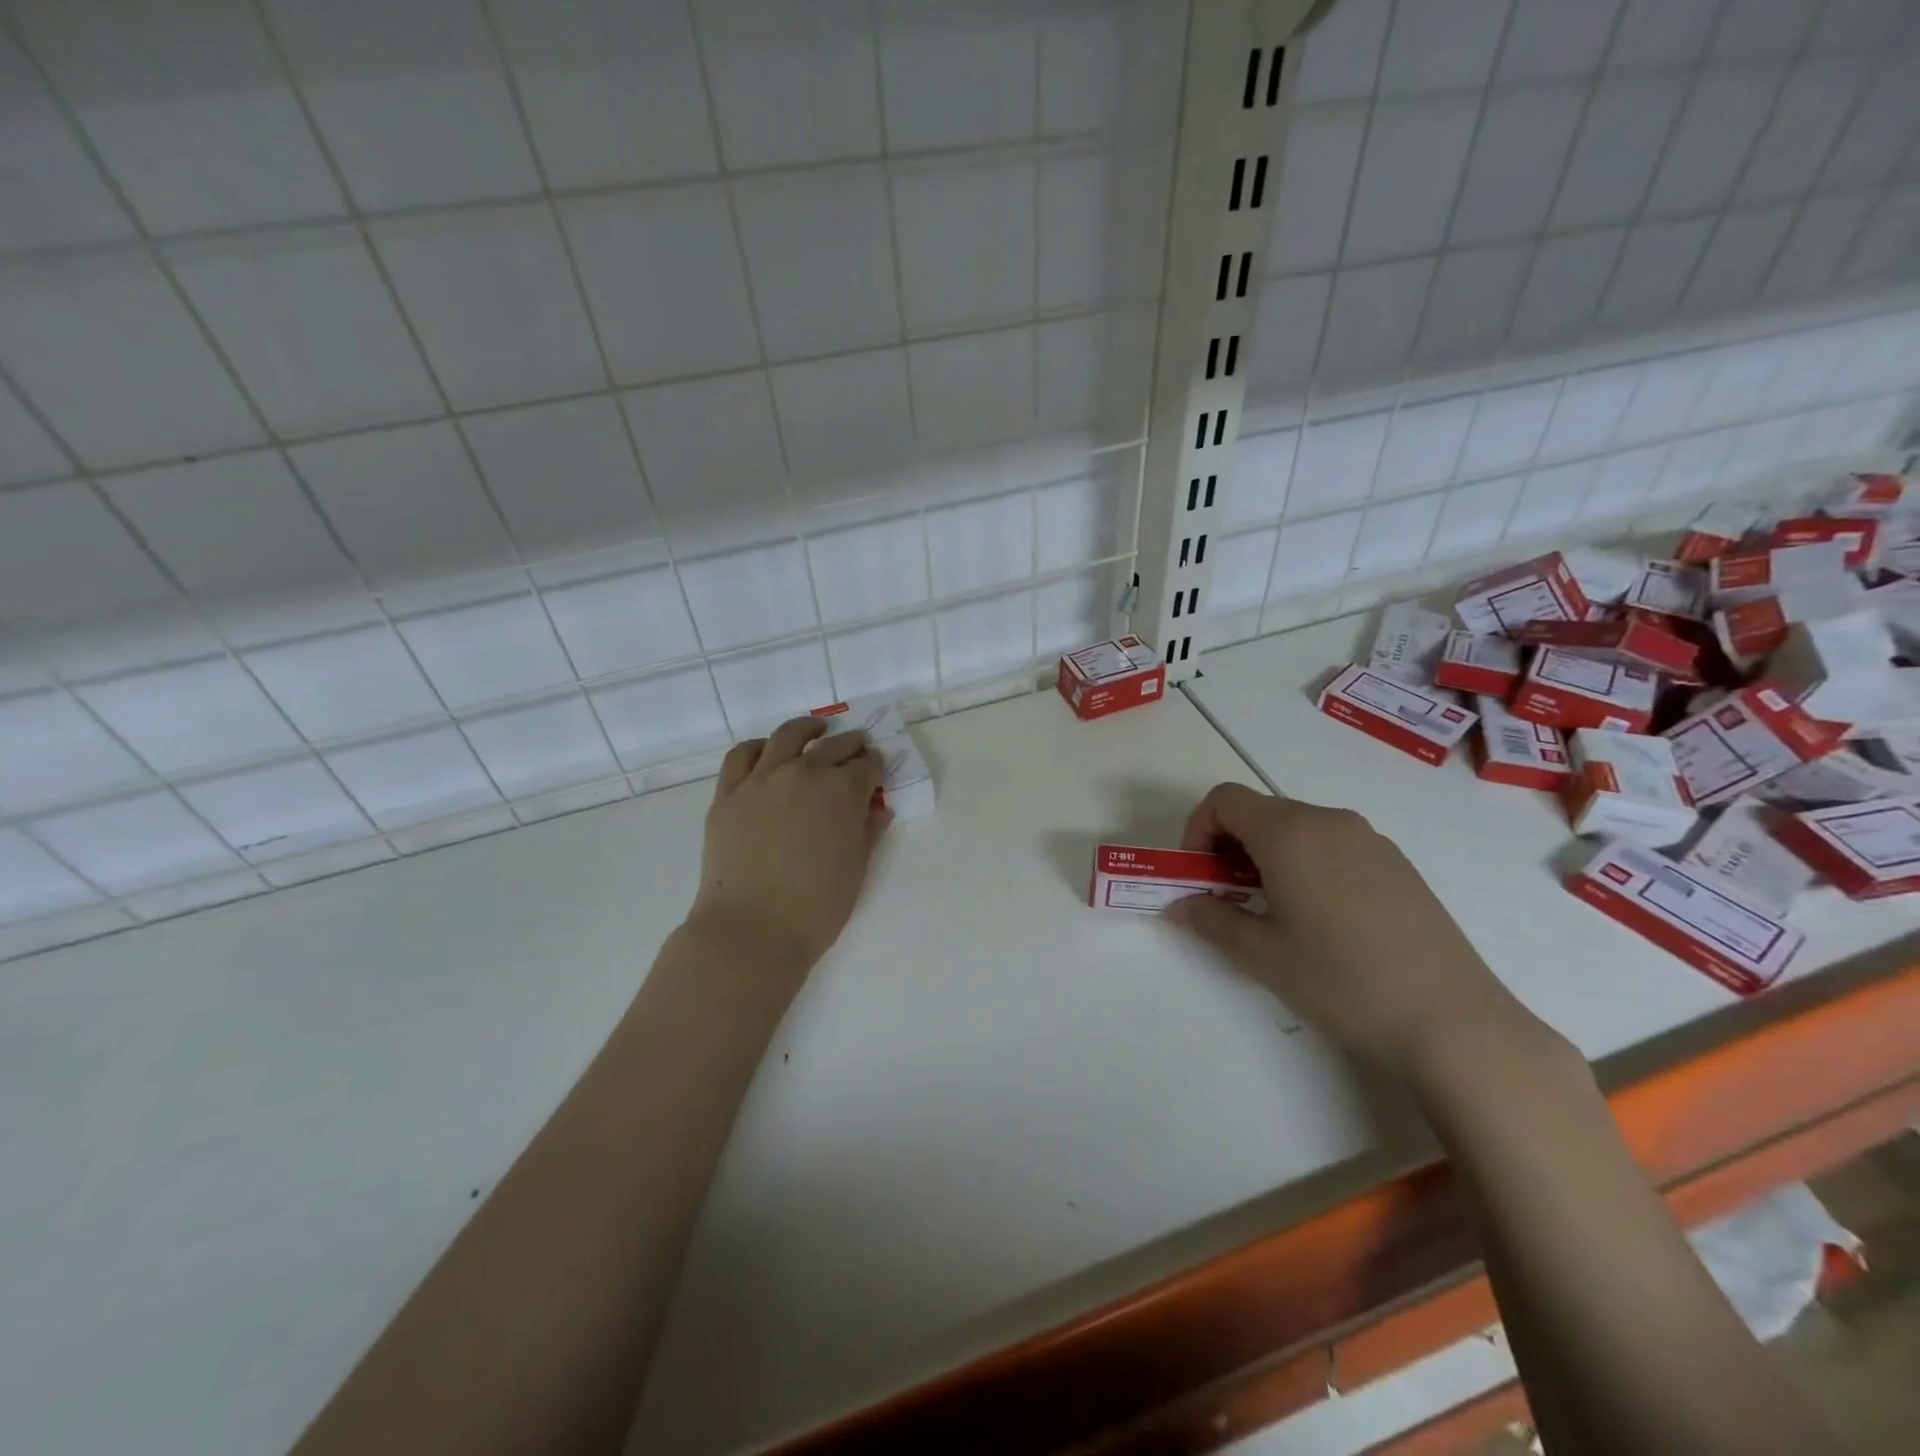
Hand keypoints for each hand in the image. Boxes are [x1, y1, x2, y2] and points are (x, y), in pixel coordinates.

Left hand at [687, 716, 889, 972]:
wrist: (751, 929)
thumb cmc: (816, 907)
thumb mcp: (856, 869)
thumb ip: (869, 831)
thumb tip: (879, 808)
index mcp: (841, 792)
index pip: (866, 766)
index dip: (875, 766)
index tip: (877, 768)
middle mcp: (803, 773)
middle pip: (833, 747)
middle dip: (851, 745)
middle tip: (857, 748)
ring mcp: (761, 779)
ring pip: (787, 737)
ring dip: (807, 729)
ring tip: (816, 729)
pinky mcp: (729, 792)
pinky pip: (742, 755)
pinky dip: (759, 746)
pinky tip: (768, 751)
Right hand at [1165, 783, 1540, 1081]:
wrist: (1452, 1020)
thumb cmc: (1342, 980)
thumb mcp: (1262, 954)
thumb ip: (1211, 920)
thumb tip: (1178, 905)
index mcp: (1290, 833)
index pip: (1224, 800)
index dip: (1198, 830)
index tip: (1200, 875)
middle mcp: (1329, 821)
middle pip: (1260, 811)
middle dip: (1230, 846)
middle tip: (1229, 899)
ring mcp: (1369, 840)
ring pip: (1297, 828)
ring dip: (1268, 856)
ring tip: (1275, 912)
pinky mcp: (1396, 863)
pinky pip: (1332, 845)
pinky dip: (1306, 863)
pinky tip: (1322, 919)